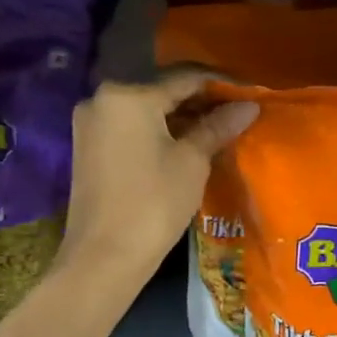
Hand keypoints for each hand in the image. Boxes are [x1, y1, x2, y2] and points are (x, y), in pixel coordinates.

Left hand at [59, 73, 256, 285]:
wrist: (104, 257)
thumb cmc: (154, 204)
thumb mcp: (192, 162)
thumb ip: (217, 127)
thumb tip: (248, 105)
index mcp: (128, 94)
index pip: (185, 78)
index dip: (221, 84)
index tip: (250, 93)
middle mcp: (102, 99)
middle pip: (161, 92)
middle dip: (200, 102)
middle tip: (236, 113)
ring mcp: (90, 124)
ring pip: (145, 111)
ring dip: (179, 119)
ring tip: (217, 130)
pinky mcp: (87, 148)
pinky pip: (130, 129)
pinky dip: (158, 133)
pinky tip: (185, 145)